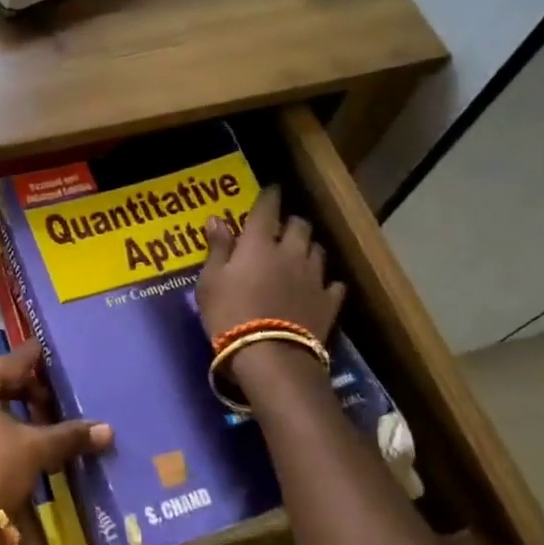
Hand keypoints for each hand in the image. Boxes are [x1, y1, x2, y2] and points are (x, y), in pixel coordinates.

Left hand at [0, 341, 112, 524]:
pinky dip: (5, 434)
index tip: (56, 354)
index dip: (37, 359)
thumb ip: (68, 435)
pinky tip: (27, 449)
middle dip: (31, 393)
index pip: (12, 361)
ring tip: (48, 426)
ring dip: (19, 416)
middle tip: (60, 401)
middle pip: (0, 385)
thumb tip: (107, 430)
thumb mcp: (35, 448)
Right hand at [196, 185, 345, 345]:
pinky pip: (333, 284)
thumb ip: (217, 249)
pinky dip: (326, 281)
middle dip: (291, 223)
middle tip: (282, 229)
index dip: (269, 196)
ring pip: (318, 250)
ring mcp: (314, 277)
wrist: (270, 356)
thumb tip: (217, 219)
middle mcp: (291, 252)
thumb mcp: (210, 282)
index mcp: (259, 244)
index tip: (271, 189)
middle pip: (300, 225)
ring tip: (300, 254)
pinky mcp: (329, 302)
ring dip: (308, 247)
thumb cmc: (230, 315)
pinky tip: (319, 286)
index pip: (267, 209)